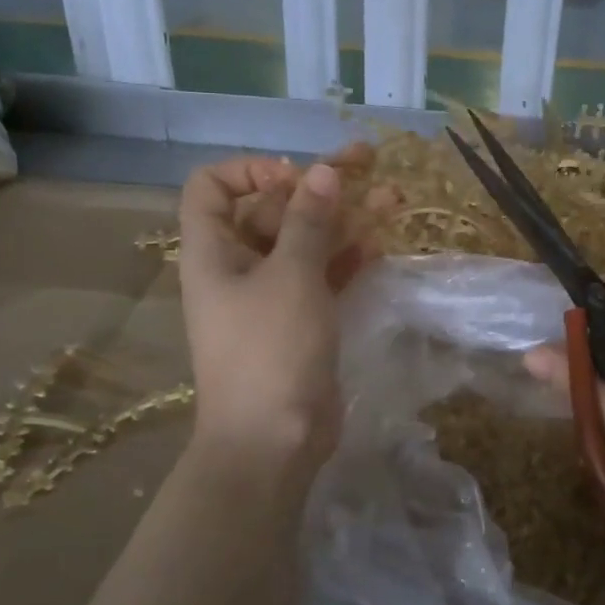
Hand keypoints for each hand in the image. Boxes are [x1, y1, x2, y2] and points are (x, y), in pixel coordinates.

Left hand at [177, 152, 386, 481]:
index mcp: (214, 250)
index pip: (212, 186)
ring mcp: (271, 295)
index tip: (295, 178)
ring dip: (344, 219)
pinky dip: (347, 258)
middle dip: (319, 186)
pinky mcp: (301, 320)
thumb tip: (323, 171)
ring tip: (393, 198)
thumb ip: (309, 221)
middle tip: (368, 163)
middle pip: (272, 209)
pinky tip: (380, 243)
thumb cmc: (270, 350)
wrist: (273, 441)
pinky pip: (323, 276)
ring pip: (306, 242)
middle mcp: (237, 266)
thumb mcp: (291, 276)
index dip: (251, 170)